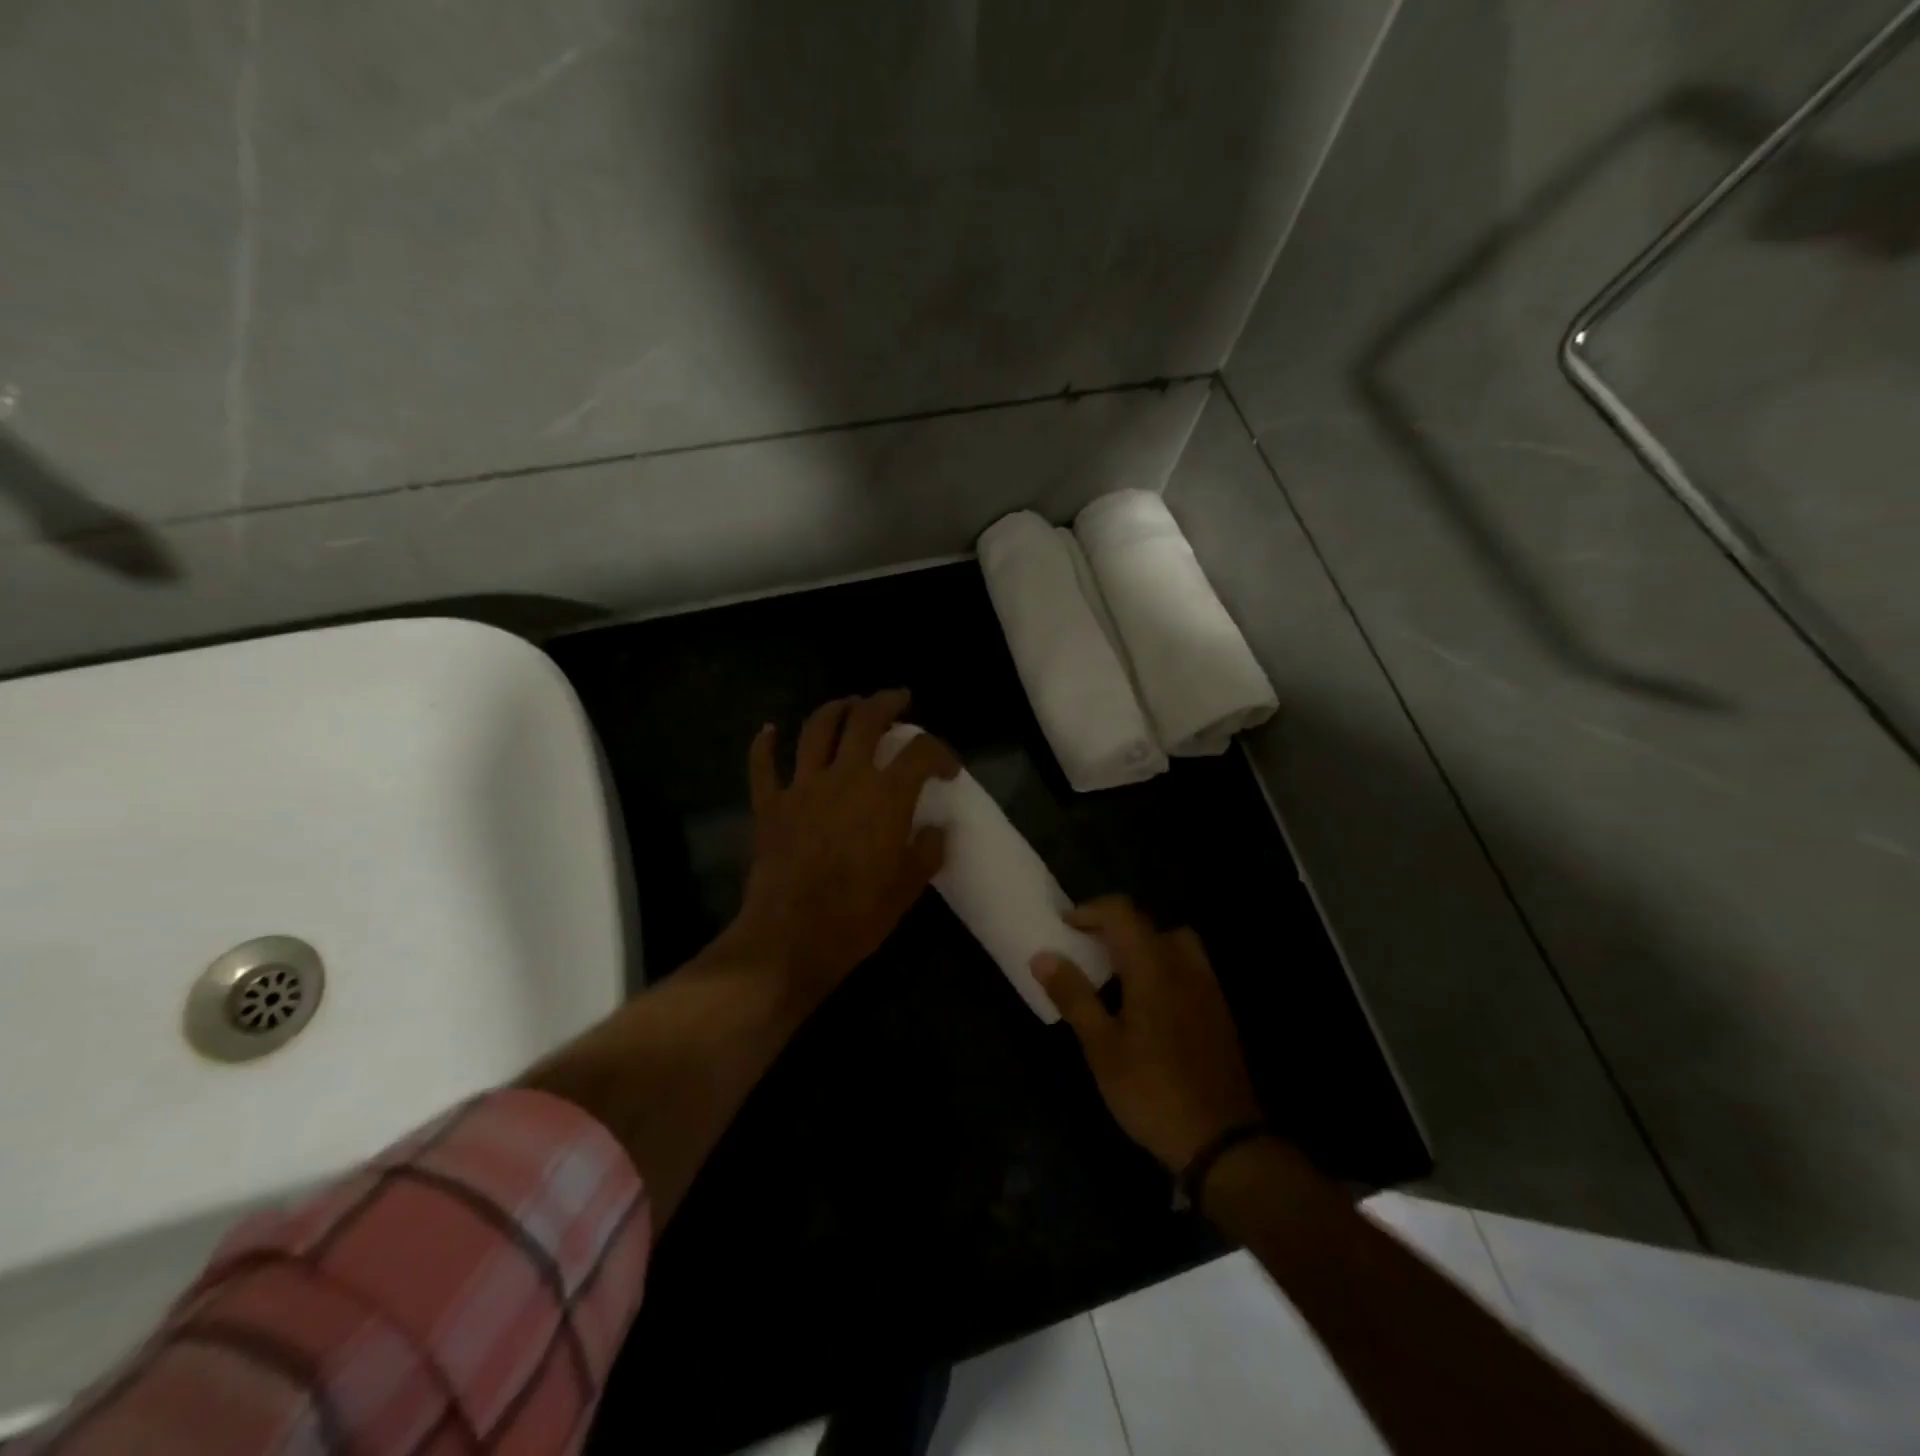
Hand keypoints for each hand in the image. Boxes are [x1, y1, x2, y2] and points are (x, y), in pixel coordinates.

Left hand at [721, 691, 960, 1005]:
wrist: (791, 938)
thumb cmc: (857, 916)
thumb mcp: (907, 888)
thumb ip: (927, 852)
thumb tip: (936, 830)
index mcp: (886, 796)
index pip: (921, 753)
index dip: (941, 753)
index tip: (948, 769)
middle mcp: (846, 778)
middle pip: (866, 719)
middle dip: (886, 702)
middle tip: (899, 700)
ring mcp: (803, 787)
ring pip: (818, 729)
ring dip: (836, 709)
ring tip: (849, 705)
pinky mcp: (770, 805)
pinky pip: (764, 765)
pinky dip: (765, 744)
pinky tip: (770, 731)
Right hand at [1033, 897, 1263, 1171]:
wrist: (1223, 1141)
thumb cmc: (1151, 1091)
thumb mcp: (1101, 1047)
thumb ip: (1073, 995)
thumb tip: (1043, 956)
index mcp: (1153, 967)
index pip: (1122, 913)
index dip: (1090, 911)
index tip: (1064, 926)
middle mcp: (1184, 966)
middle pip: (1149, 924)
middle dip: (1114, 928)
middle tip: (1087, 950)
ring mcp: (1207, 989)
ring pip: (1173, 944)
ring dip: (1142, 947)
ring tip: (1116, 975)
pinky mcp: (1219, 1012)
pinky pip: (1188, 969)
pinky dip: (1163, 968)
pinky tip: (1146, 1005)